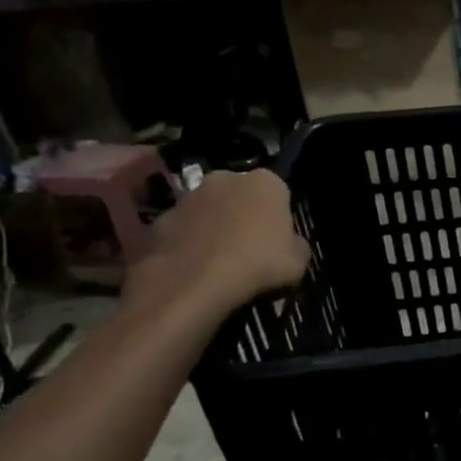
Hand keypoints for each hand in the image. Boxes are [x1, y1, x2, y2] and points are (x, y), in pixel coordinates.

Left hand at [126, 168, 311, 316]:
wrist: (194, 283)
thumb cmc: (259, 264)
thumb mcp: (300, 260)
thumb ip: (296, 243)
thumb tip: (289, 242)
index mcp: (266, 182)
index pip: (279, 192)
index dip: (279, 215)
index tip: (279, 238)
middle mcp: (225, 178)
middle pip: (241, 194)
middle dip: (244, 213)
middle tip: (251, 245)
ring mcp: (188, 196)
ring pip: (210, 210)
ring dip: (215, 226)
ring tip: (221, 260)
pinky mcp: (160, 218)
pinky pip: (184, 229)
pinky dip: (190, 243)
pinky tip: (197, 267)